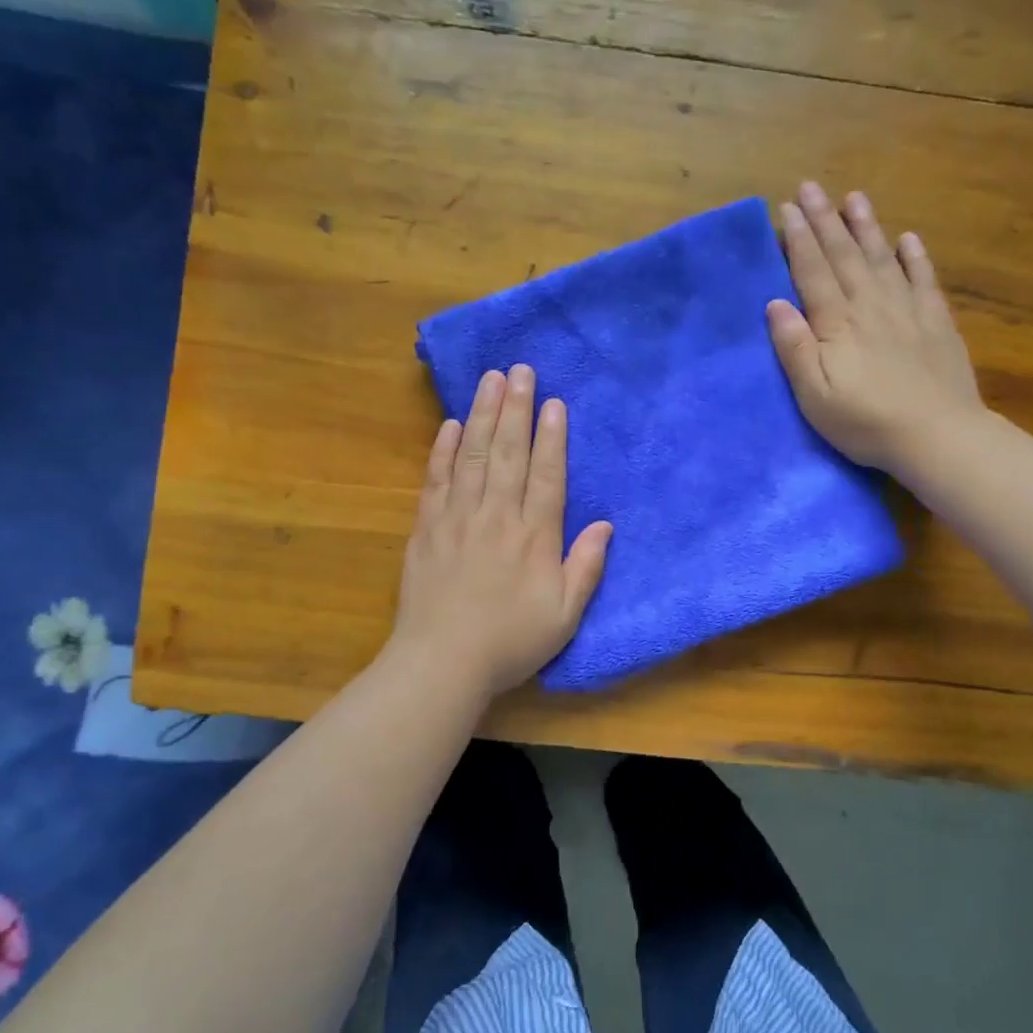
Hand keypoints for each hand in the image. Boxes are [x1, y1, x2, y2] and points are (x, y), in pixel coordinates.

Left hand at [390, 365, 611, 698]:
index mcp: (534, 536)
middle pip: (508, 452)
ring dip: (481, 414)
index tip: (552, 402)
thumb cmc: (510, 642)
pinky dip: (443, 449)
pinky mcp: (426, 528)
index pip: (546, 475)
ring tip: (490, 379)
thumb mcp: (564, 616)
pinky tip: (450, 424)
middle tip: (520, 369)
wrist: (442, 662)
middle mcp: (496, 516)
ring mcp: (457, 518)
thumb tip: (605, 525)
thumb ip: (586, 567)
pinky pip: (435, 478)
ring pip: (472, 455)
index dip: (551, 437)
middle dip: (516, 408)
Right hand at [766, 181, 986, 477]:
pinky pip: (923, 280)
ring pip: (882, 258)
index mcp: (837, 324)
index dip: (798, 239)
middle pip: (844, 255)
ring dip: (866, 227)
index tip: (787, 208)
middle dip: (825, 220)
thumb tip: (775, 304)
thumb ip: (795, 348)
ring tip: (854, 197)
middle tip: (811, 187)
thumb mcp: (814, 395)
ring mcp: (907, 311)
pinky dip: (914, 257)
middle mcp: (870, 306)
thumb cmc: (865, 422)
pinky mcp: (936, 323)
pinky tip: (907, 239)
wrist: (937, 436)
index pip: (812, 272)